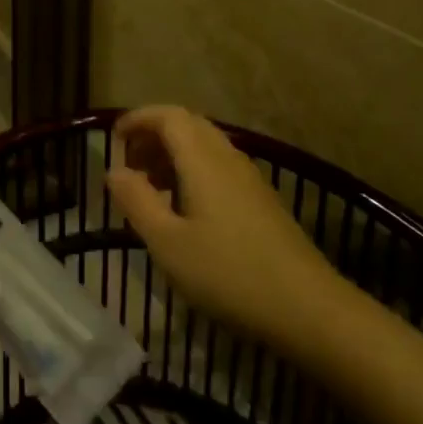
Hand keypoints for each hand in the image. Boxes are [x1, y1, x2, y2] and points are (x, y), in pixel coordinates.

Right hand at [106, 106, 333, 345]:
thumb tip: (114, 171)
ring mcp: (249, 177)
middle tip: (129, 163)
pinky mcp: (261, 199)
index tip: (114, 138)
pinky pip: (218, 166)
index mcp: (203, 158)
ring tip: (150, 187)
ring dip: (172, 154)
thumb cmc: (229, 273)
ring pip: (204, 145)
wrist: (308, 308)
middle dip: (153, 135)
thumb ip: (137, 202)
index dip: (138, 119)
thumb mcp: (168, 243)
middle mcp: (227, 156)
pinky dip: (192, 171)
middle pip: (187, 125)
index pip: (168, 115)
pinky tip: (185, 209)